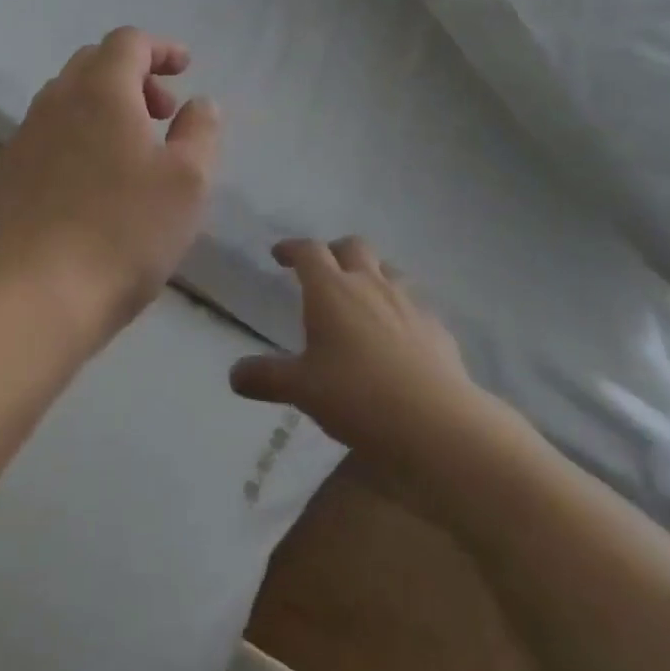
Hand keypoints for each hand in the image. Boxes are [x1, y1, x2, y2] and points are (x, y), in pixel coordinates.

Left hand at [0, 28, 220, 346]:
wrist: (33, 297)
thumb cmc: (123, 232)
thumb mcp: (188, 181)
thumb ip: (200, 131)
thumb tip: (199, 103)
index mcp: (101, 90)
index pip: (128, 41)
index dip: (161, 48)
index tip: (185, 69)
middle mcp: (56, 100)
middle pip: (95, 63)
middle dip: (134, 76)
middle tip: (163, 112)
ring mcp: (25, 136)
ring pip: (68, 98)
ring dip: (105, 105)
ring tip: (132, 150)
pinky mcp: (7, 173)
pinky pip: (48, 133)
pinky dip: (78, 135)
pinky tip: (93, 182)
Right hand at [229, 237, 477, 465]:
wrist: (436, 423)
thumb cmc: (358, 397)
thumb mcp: (303, 390)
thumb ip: (267, 377)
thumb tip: (233, 374)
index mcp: (331, 289)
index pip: (309, 251)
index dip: (292, 248)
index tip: (280, 254)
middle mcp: (370, 283)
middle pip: (352, 247)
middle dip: (334, 251)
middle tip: (322, 270)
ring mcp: (408, 302)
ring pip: (387, 269)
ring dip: (371, 274)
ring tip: (362, 297)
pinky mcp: (436, 326)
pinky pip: (414, 303)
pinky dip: (400, 308)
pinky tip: (399, 335)